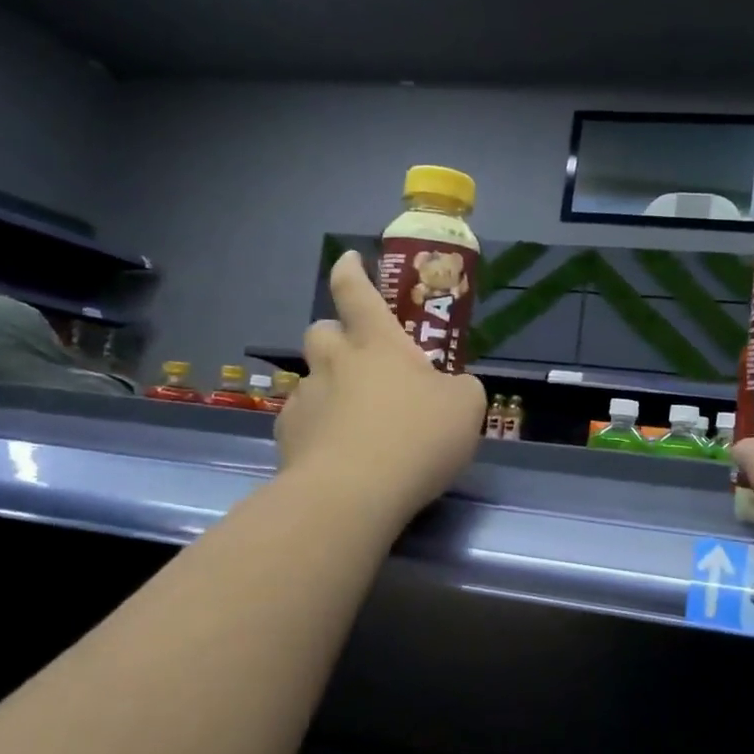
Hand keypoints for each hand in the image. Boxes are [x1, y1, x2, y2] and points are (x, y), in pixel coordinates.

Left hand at [279, 251, 486, 520]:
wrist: (352, 495)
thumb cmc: (417, 437)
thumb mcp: (466, 406)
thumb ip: (460, 388)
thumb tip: (451, 389)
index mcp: (378, 344)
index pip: (356, 292)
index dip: (352, 272)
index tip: (349, 259)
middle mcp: (335, 363)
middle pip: (321, 330)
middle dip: (336, 335)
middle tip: (359, 359)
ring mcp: (306, 400)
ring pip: (312, 380)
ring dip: (330, 388)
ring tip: (356, 422)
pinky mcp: (287, 439)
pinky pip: (303, 422)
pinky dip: (319, 431)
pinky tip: (339, 457)